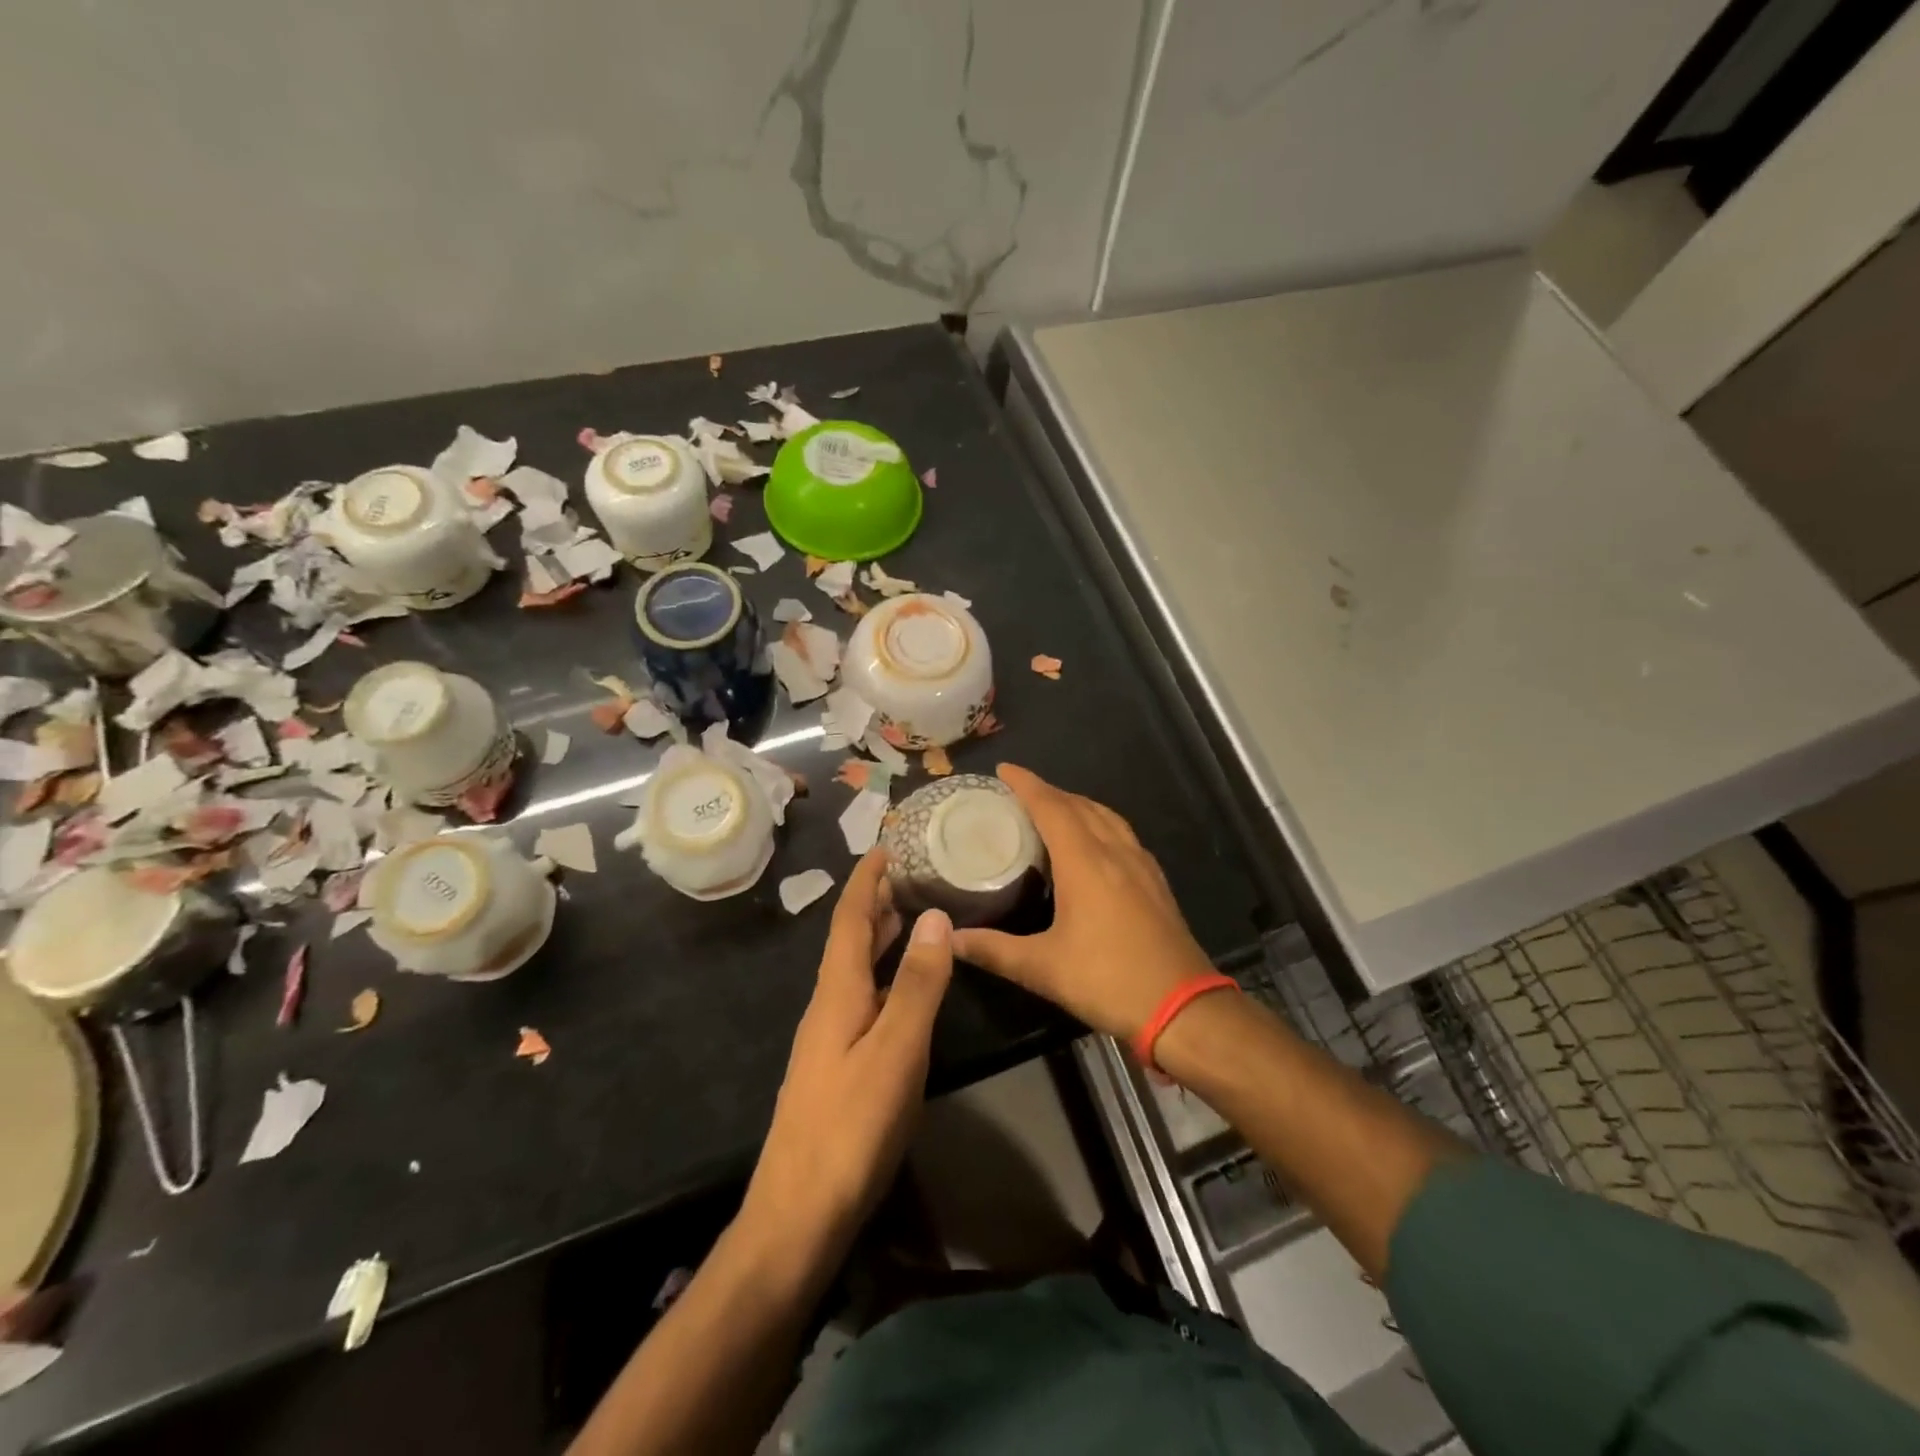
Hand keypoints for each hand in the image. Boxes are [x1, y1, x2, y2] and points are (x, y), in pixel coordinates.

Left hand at [743, 850, 952, 1254]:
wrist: (798, 1214)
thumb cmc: (851, 1126)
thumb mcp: (896, 1051)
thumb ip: (917, 984)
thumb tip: (933, 915)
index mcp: (837, 991)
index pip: (850, 917)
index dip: (867, 878)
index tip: (887, 843)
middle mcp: (828, 1004)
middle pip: (850, 938)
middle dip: (876, 900)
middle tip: (912, 870)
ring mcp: (830, 1036)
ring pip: (856, 968)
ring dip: (880, 935)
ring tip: (912, 912)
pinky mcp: (838, 1064)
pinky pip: (863, 996)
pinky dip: (885, 973)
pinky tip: (905, 986)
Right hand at [952, 765, 1213, 1039]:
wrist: (1183, 1007)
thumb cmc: (1108, 980)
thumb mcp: (1043, 968)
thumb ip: (994, 950)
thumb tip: (951, 939)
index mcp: (1085, 862)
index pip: (1051, 807)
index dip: (1026, 784)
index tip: (1003, 770)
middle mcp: (1115, 852)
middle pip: (1079, 805)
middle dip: (1048, 792)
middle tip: (1019, 793)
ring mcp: (1140, 865)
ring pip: (1106, 816)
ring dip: (1077, 804)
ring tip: (1053, 810)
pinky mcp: (1155, 882)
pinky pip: (1123, 834)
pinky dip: (1100, 823)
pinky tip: (1094, 843)